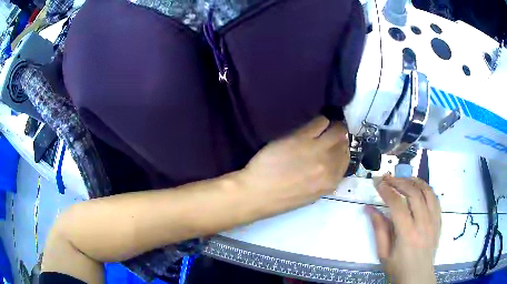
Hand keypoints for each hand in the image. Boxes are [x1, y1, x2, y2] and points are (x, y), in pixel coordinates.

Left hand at [241, 116, 349, 209]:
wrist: (258, 193)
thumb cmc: (282, 197)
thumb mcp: (311, 194)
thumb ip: (325, 179)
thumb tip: (331, 162)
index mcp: (331, 182)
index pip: (346, 158)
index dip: (341, 149)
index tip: (335, 145)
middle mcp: (329, 165)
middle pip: (343, 142)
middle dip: (339, 137)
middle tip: (330, 134)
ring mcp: (317, 150)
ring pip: (337, 130)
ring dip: (332, 127)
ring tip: (323, 128)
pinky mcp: (301, 138)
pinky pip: (320, 122)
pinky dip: (320, 122)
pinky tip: (312, 126)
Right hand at [366, 175, 441, 283]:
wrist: (418, 276)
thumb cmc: (398, 267)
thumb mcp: (383, 253)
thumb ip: (378, 229)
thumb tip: (369, 208)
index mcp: (407, 234)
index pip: (397, 205)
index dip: (386, 191)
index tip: (378, 183)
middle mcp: (423, 223)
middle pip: (413, 193)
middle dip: (399, 182)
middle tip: (388, 178)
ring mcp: (433, 220)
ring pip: (427, 191)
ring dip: (414, 181)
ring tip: (403, 178)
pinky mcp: (439, 220)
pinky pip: (435, 198)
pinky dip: (426, 188)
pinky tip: (419, 187)